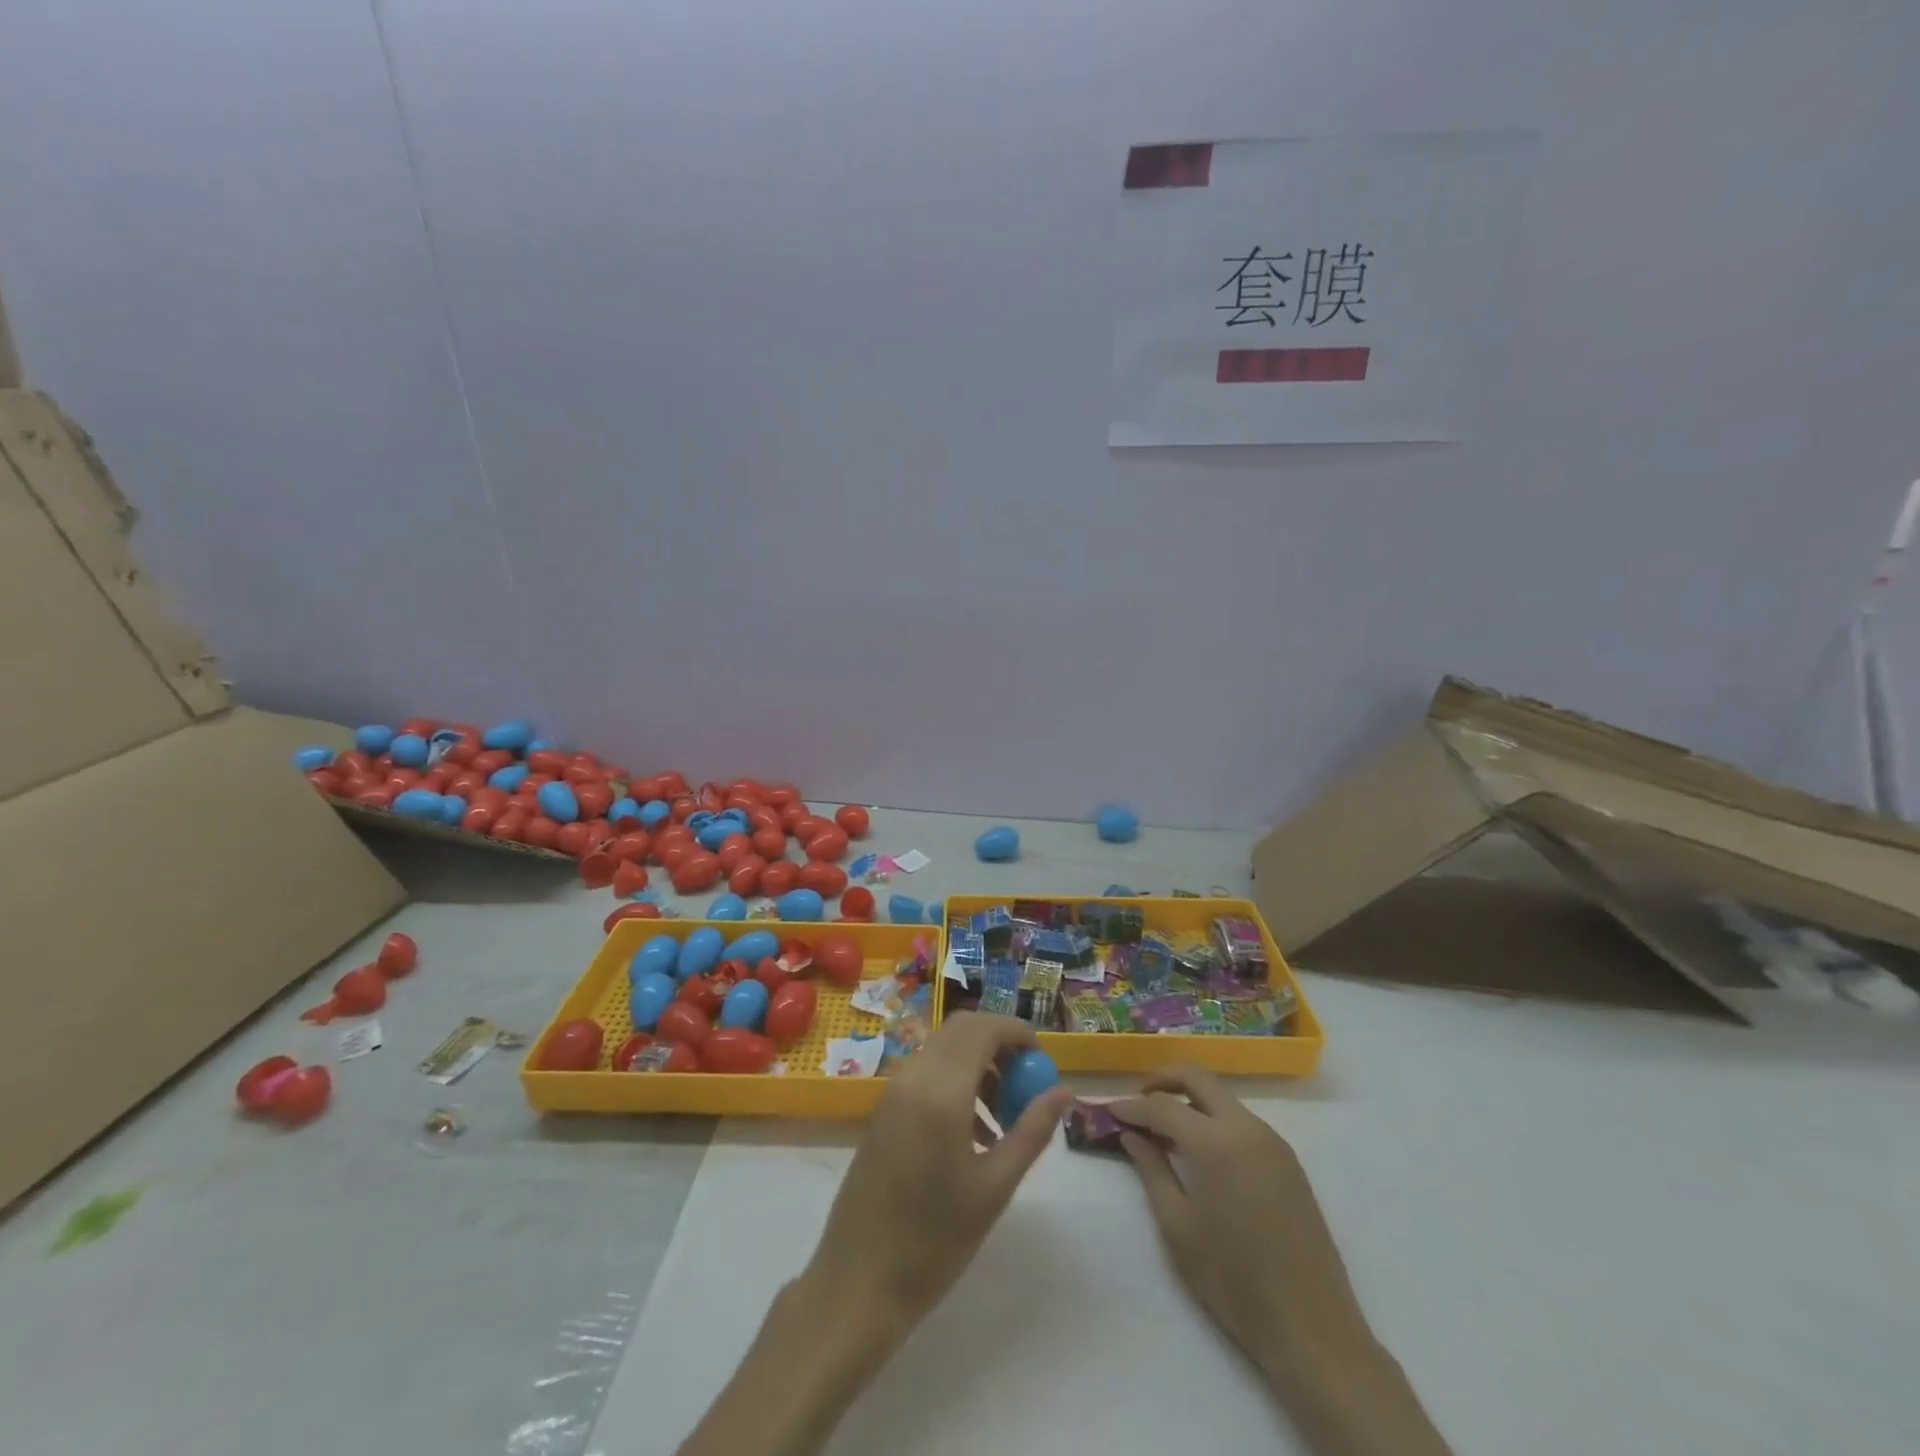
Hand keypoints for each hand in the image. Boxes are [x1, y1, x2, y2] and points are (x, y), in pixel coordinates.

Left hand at [807, 1011, 1073, 1331]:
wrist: (858, 1281)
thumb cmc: (934, 1240)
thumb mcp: (994, 1187)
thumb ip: (1032, 1131)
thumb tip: (1064, 1091)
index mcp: (941, 1090)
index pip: (984, 1029)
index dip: (1018, 1033)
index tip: (1043, 1061)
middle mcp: (913, 1076)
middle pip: (962, 1030)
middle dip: (999, 1044)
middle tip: (1026, 1083)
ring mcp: (893, 1090)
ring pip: (944, 1049)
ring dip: (978, 1064)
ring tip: (1005, 1118)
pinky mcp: (883, 1109)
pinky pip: (927, 1072)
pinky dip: (956, 1081)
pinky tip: (974, 1133)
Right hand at [1110, 1066, 1366, 1374]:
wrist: (1311, 1329)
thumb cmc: (1234, 1280)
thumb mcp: (1178, 1226)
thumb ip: (1151, 1170)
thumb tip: (1131, 1134)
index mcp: (1216, 1142)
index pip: (1163, 1105)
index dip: (1132, 1106)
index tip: (1109, 1112)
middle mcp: (1247, 1128)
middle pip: (1198, 1078)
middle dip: (1163, 1081)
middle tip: (1137, 1101)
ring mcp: (1273, 1142)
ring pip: (1222, 1098)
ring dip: (1190, 1102)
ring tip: (1164, 1132)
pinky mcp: (1288, 1161)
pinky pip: (1242, 1122)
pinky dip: (1214, 1121)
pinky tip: (1200, 1152)